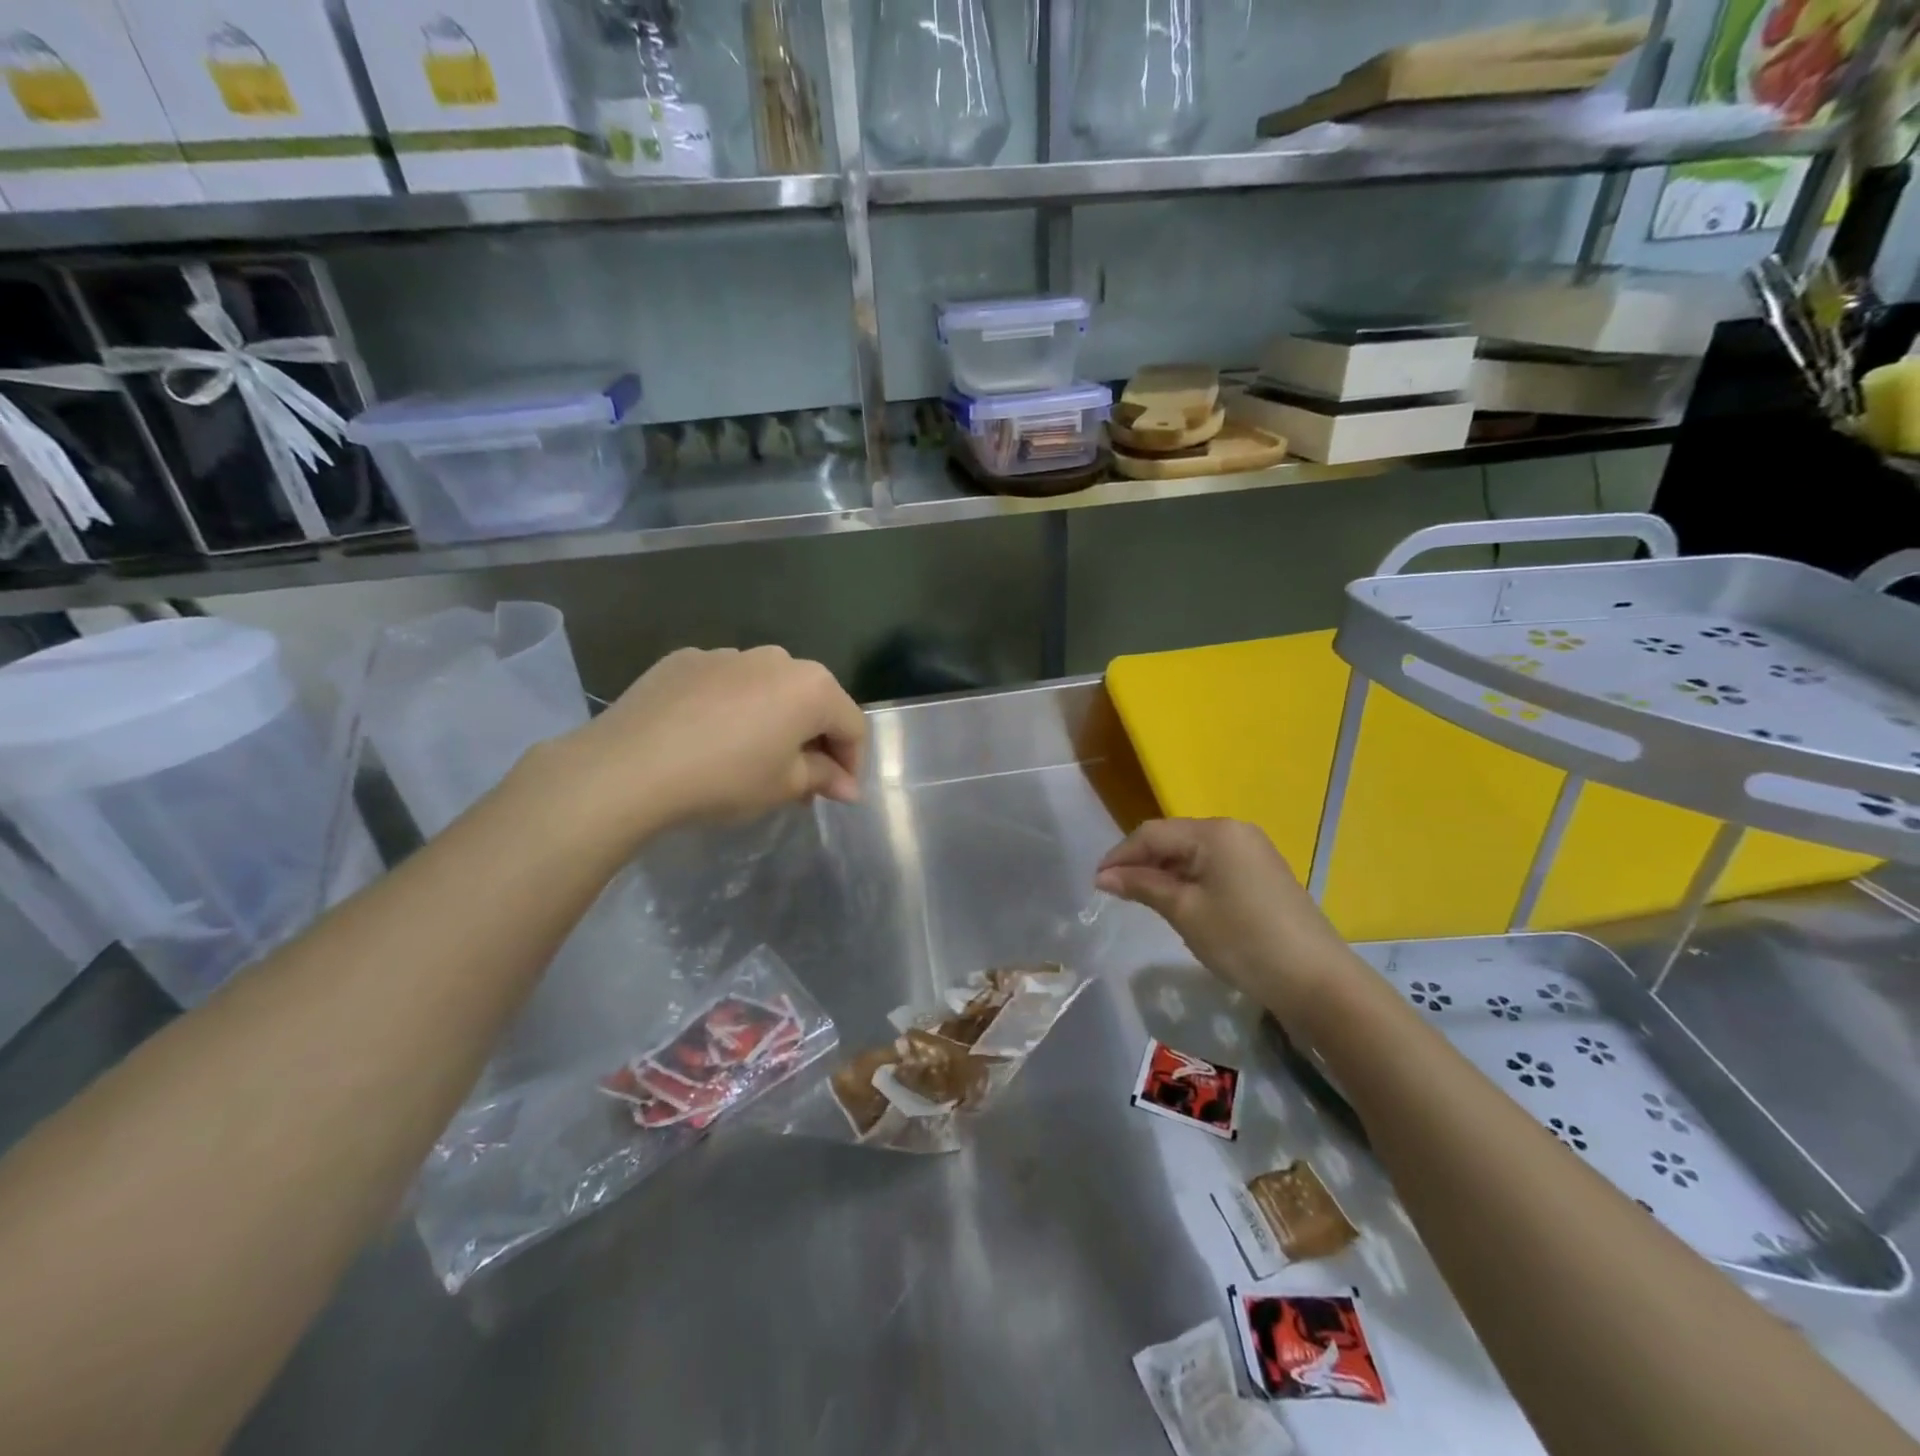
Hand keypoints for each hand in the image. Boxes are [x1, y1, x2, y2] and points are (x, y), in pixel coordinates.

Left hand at [551, 646, 866, 839]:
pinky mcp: (686, 659)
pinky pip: (725, 684)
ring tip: (751, 756)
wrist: (628, 766)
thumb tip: (847, 785)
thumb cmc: (724, 778)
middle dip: (814, 739)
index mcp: (812, 687)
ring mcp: (728, 653)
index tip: (839, 795)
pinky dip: (731, 707)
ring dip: (773, 719)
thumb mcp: (784, 786)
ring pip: (768, 688)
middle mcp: (777, 658)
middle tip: (801, 780)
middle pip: (812, 700)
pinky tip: (708, 738)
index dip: (852, 764)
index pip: (852, 725)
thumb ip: (823, 777)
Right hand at [1095, 818, 1352, 1019]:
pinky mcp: (1263, 872)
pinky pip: (1213, 866)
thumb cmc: (1242, 941)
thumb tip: (1103, 876)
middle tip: (1115, 892)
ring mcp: (1253, 850)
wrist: (1316, 980)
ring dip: (1165, 872)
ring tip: (1142, 899)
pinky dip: (1190, 880)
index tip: (1095, 882)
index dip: (1120, 855)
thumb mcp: (1185, 911)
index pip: (1152, 833)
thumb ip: (1142, 886)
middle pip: (1173, 838)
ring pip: (1193, 853)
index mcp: (1214, 831)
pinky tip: (1180, 903)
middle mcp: (1234, 830)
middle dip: (1141, 862)